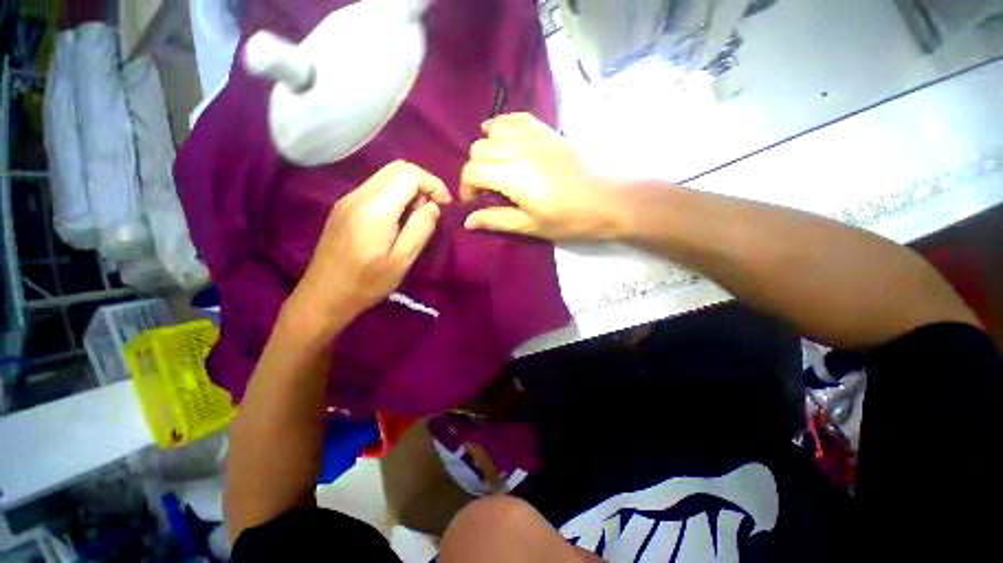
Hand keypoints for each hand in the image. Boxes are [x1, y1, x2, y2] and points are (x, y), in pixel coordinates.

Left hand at [290, 161, 451, 329]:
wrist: (323, 296)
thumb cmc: (367, 283)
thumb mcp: (402, 261)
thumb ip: (421, 229)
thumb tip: (434, 206)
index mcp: (376, 209)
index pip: (410, 174)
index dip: (434, 184)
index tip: (445, 206)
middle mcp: (359, 195)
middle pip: (398, 168)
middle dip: (423, 183)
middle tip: (434, 209)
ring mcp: (348, 199)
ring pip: (386, 176)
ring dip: (409, 189)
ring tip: (418, 216)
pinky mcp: (344, 207)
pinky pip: (375, 188)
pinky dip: (395, 195)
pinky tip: (398, 219)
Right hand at [460, 113, 625, 241]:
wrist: (613, 200)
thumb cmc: (573, 220)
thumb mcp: (533, 227)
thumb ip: (497, 220)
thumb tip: (468, 221)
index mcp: (515, 176)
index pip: (473, 171)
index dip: (466, 188)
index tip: (473, 203)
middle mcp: (520, 149)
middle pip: (478, 149)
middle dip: (474, 171)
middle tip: (486, 191)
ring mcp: (535, 135)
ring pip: (493, 131)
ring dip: (486, 149)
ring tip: (495, 168)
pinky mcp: (548, 130)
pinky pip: (516, 118)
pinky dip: (502, 126)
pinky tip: (502, 138)